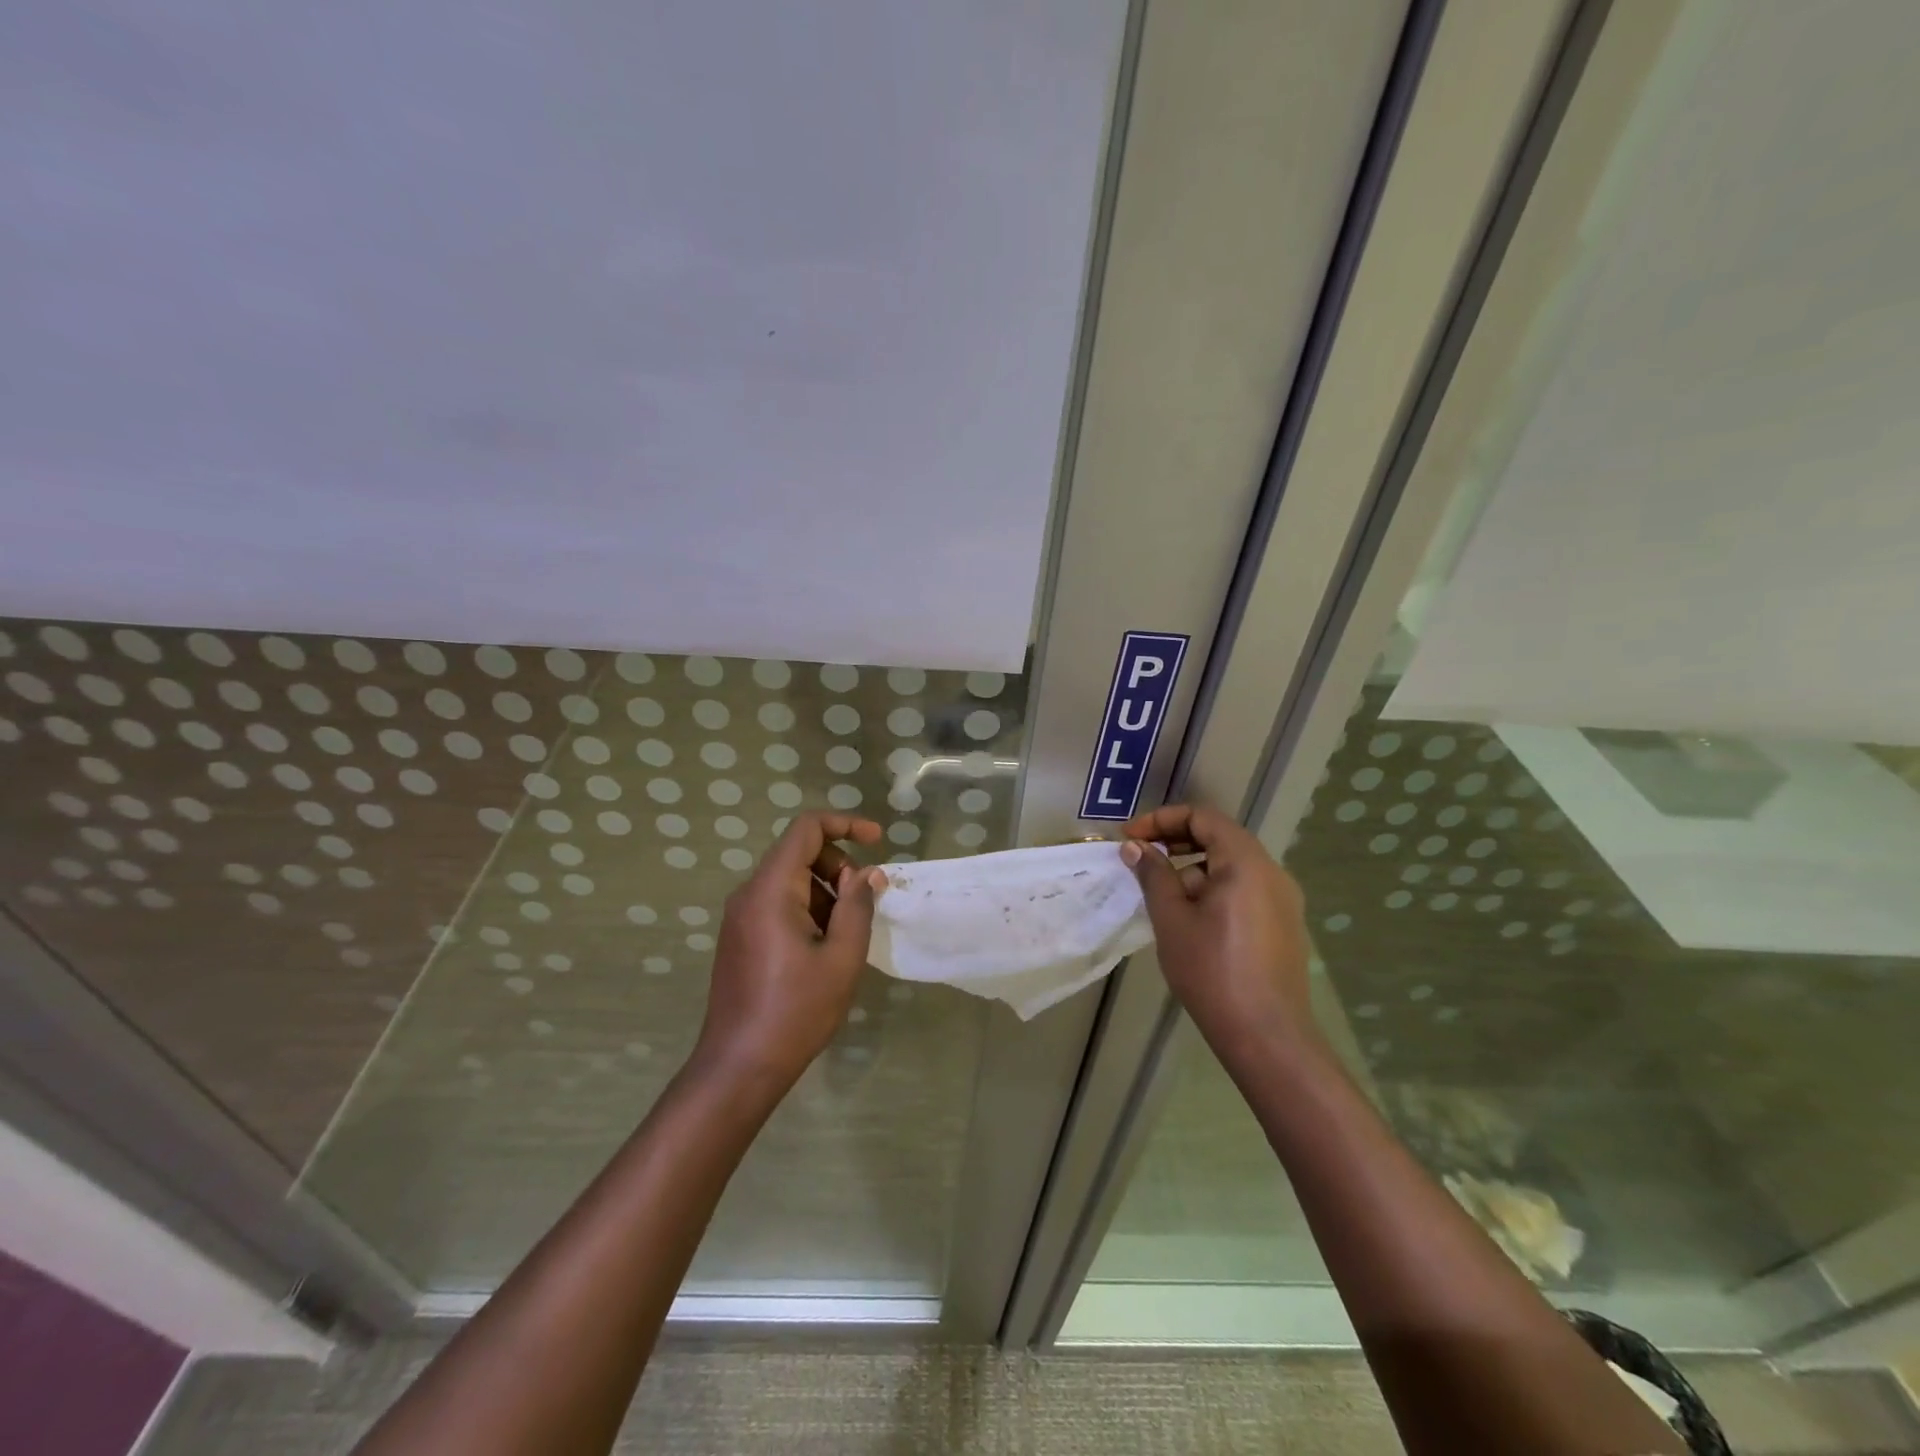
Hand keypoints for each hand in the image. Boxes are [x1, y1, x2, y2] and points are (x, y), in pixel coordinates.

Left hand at [697, 811, 885, 1084]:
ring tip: (847, 933)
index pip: (806, 829)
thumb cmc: (796, 1010)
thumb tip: (869, 873)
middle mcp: (749, 894)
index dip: (845, 824)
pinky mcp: (740, 937)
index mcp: (771, 890)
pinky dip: (808, 908)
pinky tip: (825, 946)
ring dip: (825, 891)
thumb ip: (858, 906)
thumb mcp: (841, 957)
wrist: (740, 1066)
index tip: (878, 840)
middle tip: (864, 902)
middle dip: (839, 865)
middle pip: (798, 852)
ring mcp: (740, 916)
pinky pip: (778, 903)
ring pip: (790, 879)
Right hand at [1120, 804, 1317, 1057]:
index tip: (1130, 839)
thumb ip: (1153, 875)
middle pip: (1220, 837)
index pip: (1203, 817)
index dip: (1162, 820)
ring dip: (1194, 869)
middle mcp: (1272, 872)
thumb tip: (1136, 847)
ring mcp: (1283, 900)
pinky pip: (1245, 889)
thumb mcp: (1172, 919)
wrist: (1267, 1037)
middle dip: (1176, 842)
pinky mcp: (1284, 925)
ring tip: (1164, 898)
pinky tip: (1193, 921)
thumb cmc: (1212, 971)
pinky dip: (1214, 889)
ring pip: (1232, 866)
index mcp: (1246, 862)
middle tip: (1142, 860)